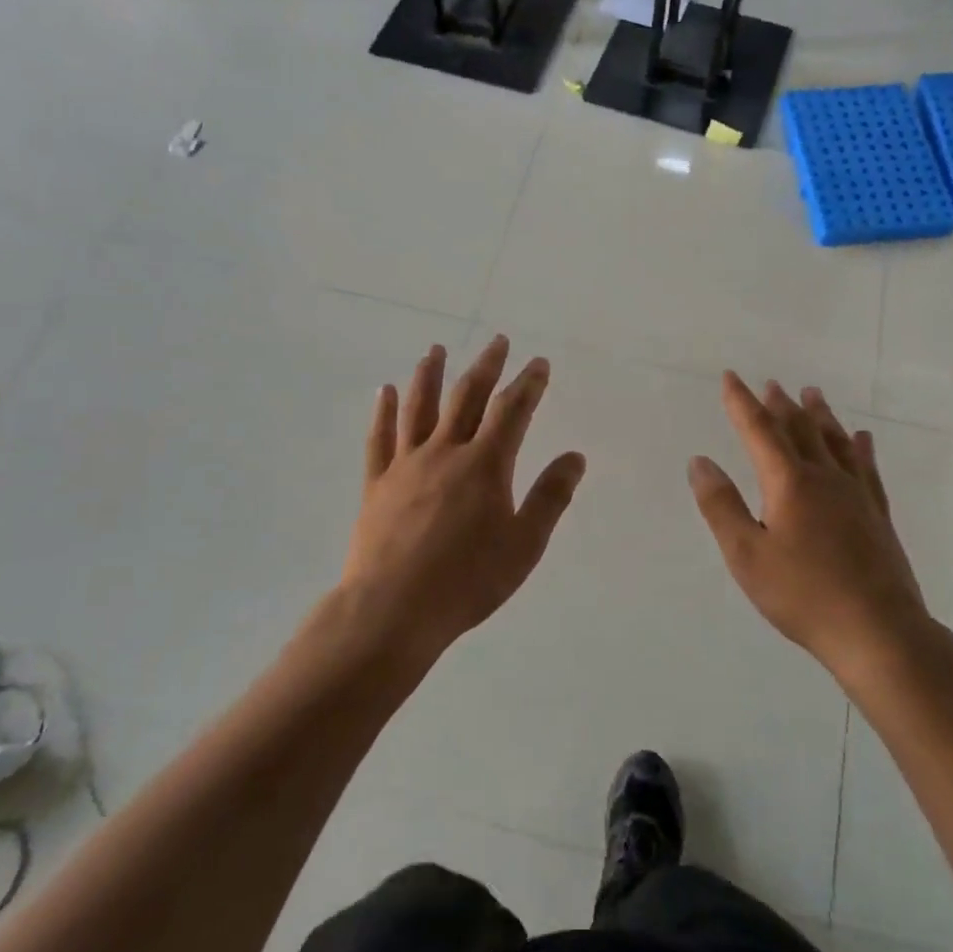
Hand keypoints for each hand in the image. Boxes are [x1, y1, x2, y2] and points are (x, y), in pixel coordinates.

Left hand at [341, 336, 585, 664]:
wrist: (392, 610)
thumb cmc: (467, 580)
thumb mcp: (524, 544)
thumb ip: (550, 497)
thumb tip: (575, 456)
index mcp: (485, 464)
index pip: (512, 411)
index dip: (528, 383)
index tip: (538, 362)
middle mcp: (445, 452)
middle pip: (467, 397)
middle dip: (486, 366)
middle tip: (497, 341)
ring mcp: (406, 465)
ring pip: (419, 408)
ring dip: (430, 375)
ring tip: (436, 350)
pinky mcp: (376, 484)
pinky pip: (379, 438)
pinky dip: (383, 411)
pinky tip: (384, 391)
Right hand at [688, 374, 929, 685]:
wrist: (878, 631)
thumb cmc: (803, 595)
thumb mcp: (746, 555)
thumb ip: (721, 506)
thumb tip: (700, 461)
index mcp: (789, 482)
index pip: (760, 430)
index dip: (742, 402)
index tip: (731, 377)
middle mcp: (824, 477)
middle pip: (800, 429)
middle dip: (781, 404)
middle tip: (771, 383)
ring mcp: (856, 494)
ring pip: (835, 441)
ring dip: (820, 415)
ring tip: (812, 393)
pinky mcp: (877, 514)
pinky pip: (866, 467)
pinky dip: (859, 447)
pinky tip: (862, 438)